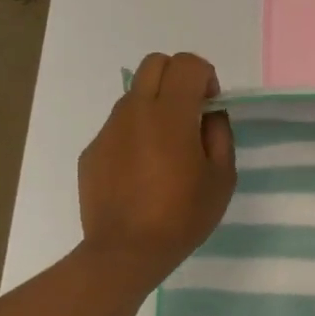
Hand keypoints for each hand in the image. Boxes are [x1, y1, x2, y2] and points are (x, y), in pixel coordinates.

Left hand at [77, 52, 235, 290]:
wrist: (126, 251)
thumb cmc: (182, 215)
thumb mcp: (222, 177)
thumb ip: (220, 135)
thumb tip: (209, 115)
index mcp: (171, 113)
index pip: (187, 63)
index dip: (206, 76)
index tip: (211, 107)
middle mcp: (135, 110)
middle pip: (155, 64)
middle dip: (178, 78)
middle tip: (190, 114)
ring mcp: (109, 130)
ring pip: (134, 95)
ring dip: (155, 106)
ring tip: (166, 149)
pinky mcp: (92, 150)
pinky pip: (119, 127)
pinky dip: (135, 135)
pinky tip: (143, 172)